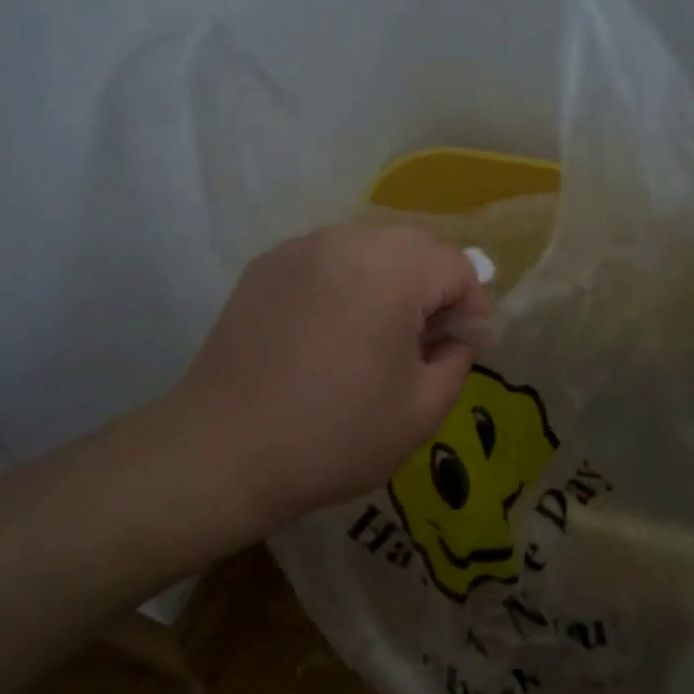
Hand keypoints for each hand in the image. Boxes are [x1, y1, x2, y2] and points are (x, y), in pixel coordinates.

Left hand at [175, 225, 490, 531]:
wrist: (222, 452)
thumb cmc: (334, 436)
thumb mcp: (422, 409)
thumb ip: (459, 357)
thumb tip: (464, 332)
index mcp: (391, 270)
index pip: (457, 266)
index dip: (471, 307)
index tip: (462, 349)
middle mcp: (346, 242)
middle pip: (415, 247)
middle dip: (434, 288)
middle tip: (426, 342)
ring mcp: (299, 249)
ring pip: (370, 248)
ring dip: (391, 282)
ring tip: (378, 336)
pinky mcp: (266, 266)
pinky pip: (328, 260)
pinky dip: (346, 283)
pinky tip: (331, 332)